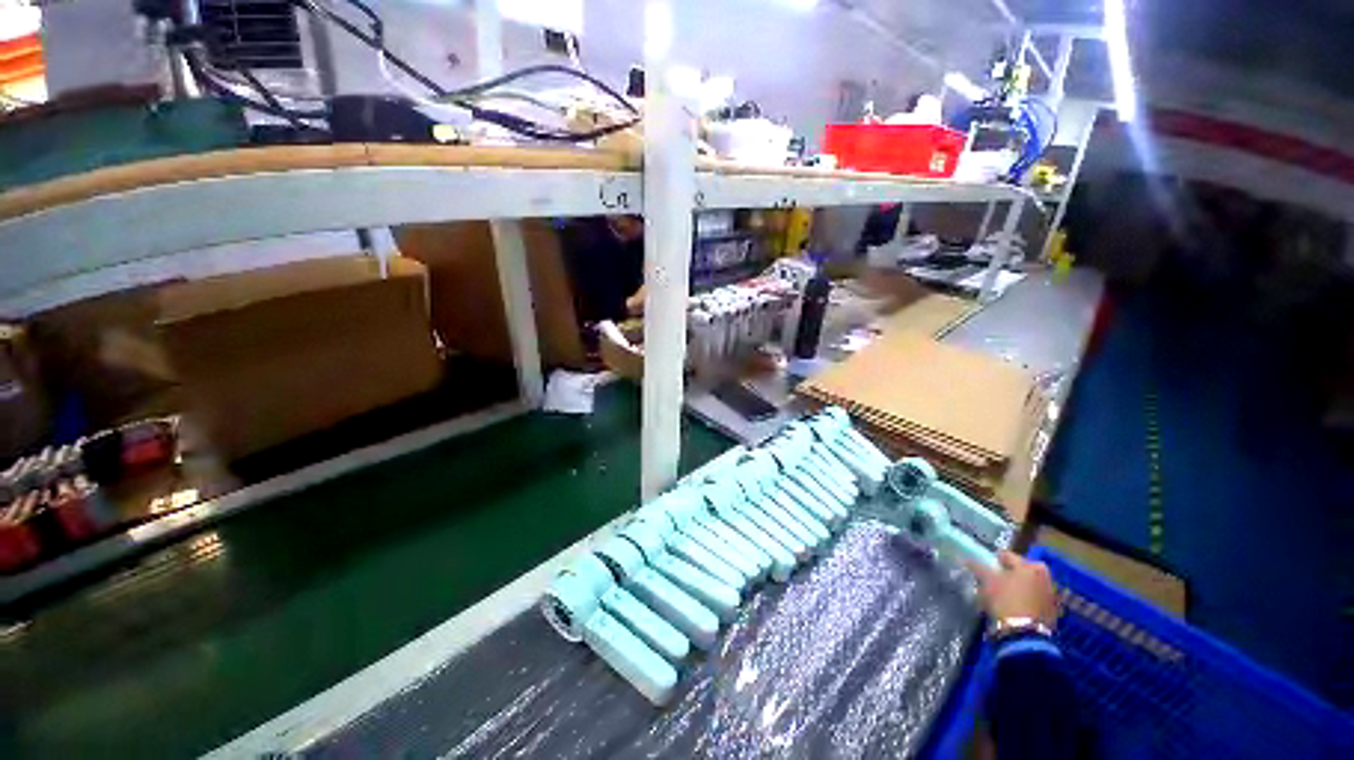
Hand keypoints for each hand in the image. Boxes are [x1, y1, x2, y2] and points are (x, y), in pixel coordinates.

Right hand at [970, 551, 1059, 627]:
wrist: (1026, 633)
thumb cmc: (1006, 599)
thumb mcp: (987, 581)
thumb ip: (977, 567)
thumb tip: (966, 559)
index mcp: (1032, 565)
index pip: (1007, 556)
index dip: (993, 561)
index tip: (984, 569)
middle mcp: (1045, 576)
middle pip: (1019, 571)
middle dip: (1006, 575)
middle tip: (993, 582)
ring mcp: (1051, 594)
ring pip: (1027, 585)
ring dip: (1015, 587)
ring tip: (1001, 596)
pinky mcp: (1052, 610)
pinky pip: (1033, 598)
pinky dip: (1024, 599)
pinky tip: (1013, 607)